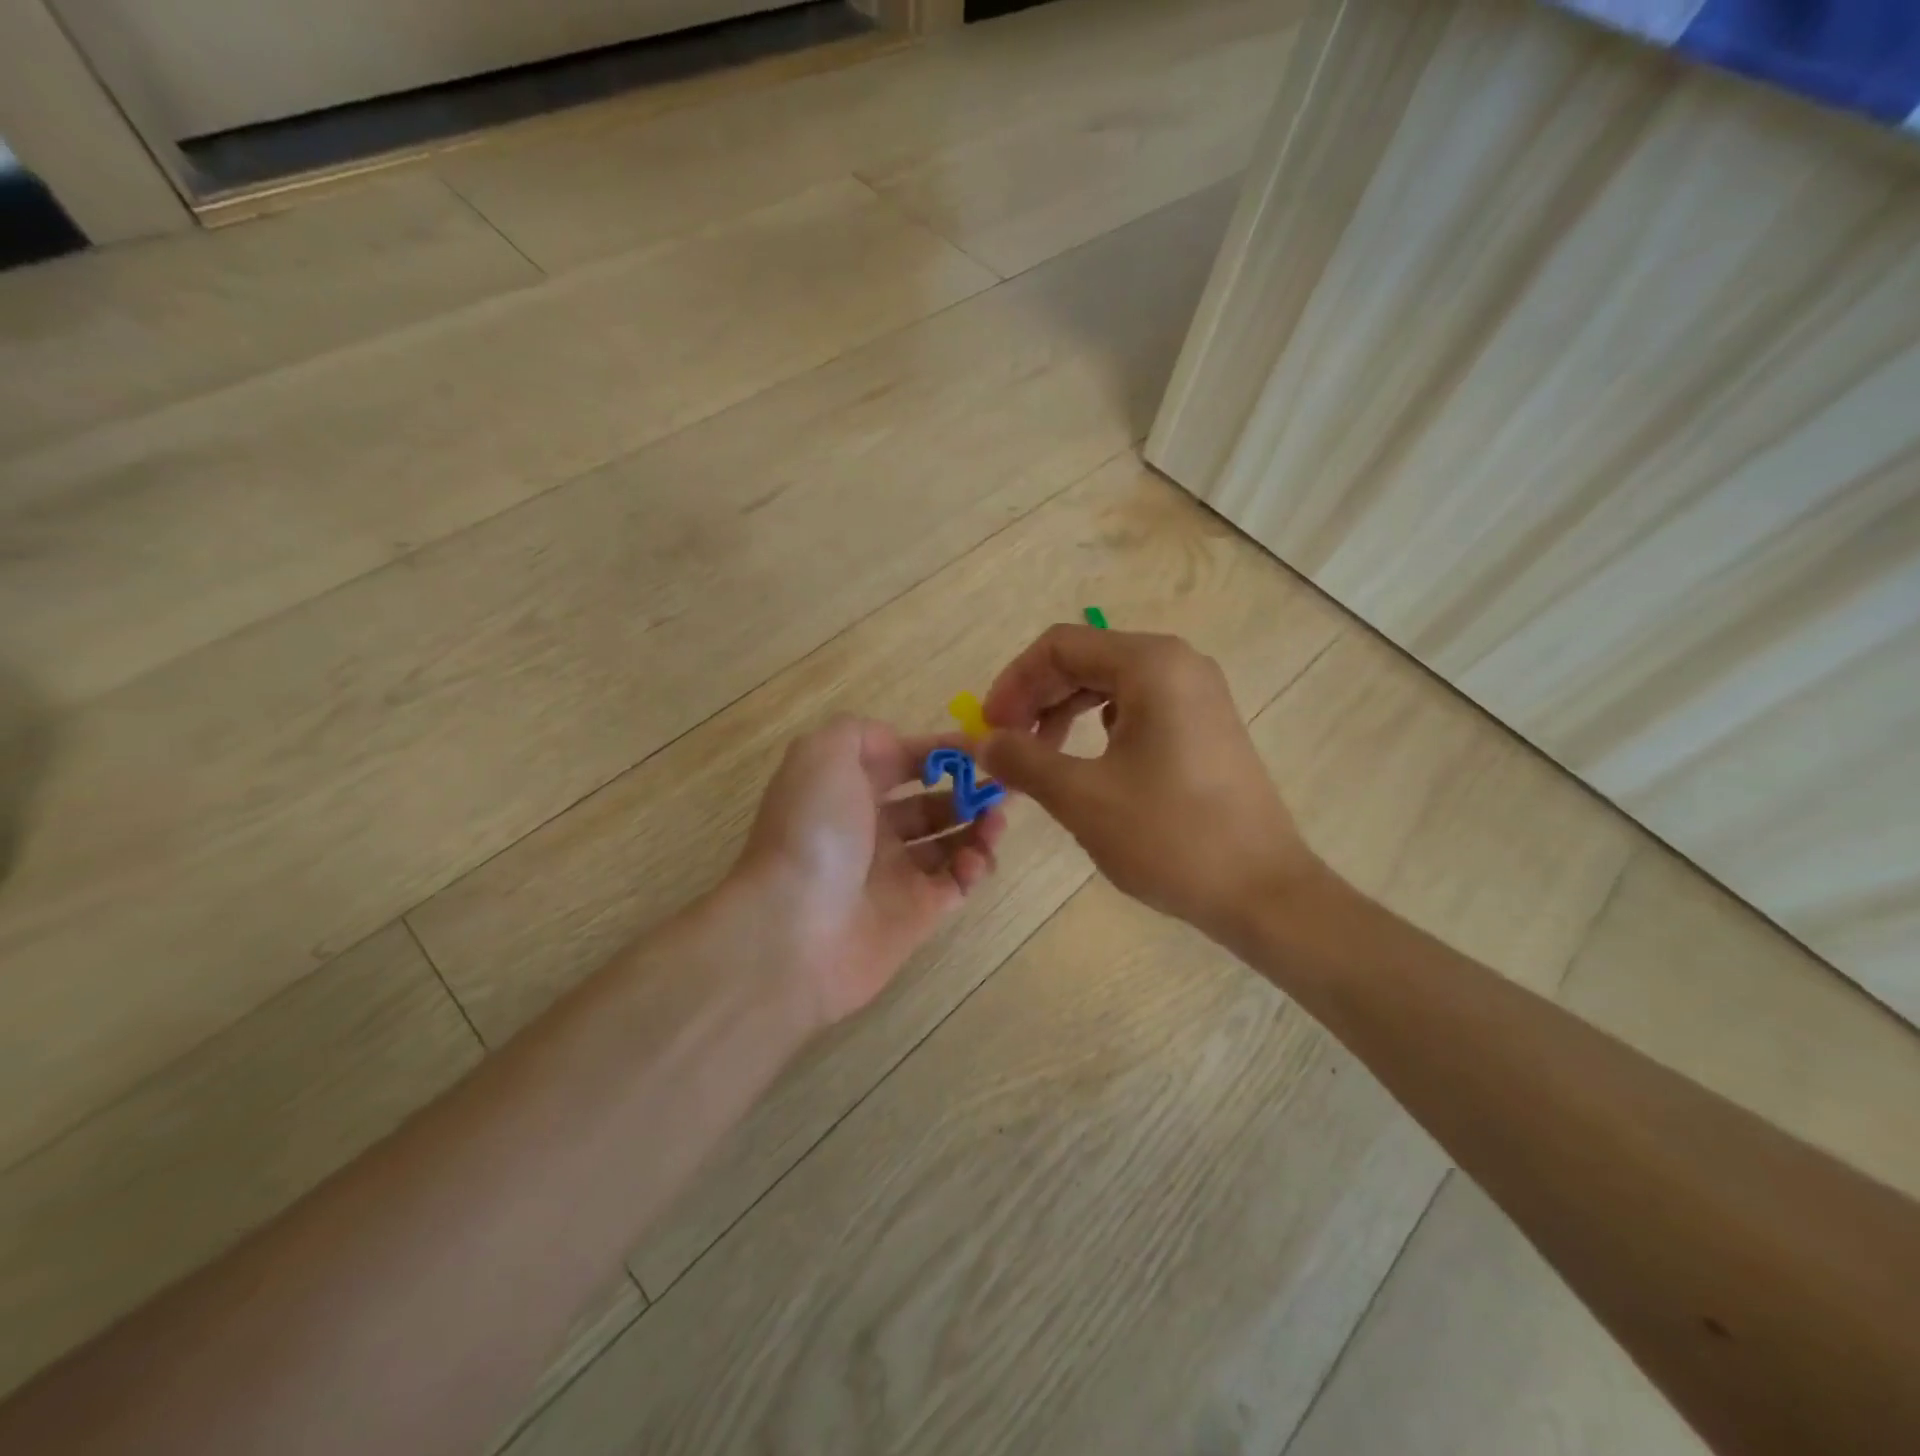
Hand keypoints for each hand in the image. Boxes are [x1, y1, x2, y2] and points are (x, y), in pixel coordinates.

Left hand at [735, 716, 1006, 1026]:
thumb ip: (861, 733)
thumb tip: (898, 745)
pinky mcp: (916, 915)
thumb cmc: (814, 832)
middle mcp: (870, 830)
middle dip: (967, 790)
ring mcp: (893, 874)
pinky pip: (955, 883)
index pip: (901, 762)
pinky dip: (974, 868)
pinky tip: (977, 859)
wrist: (794, 930)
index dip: (939, 751)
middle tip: (1002, 788)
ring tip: (996, 821)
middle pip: (930, 803)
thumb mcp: (823, 754)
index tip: (981, 747)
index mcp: (846, 791)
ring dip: (978, 826)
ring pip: (949, 842)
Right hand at [980, 625, 1319, 945]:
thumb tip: (981, 742)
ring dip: (1063, 712)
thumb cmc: (1170, 837)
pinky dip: (1098, 727)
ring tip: (1039, 757)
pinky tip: (1086, 762)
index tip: (989, 728)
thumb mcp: (1082, 798)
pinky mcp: (1204, 725)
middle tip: (1006, 744)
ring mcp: (1197, 694)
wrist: (1263, 891)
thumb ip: (1023, 760)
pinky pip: (1136, 707)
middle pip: (1085, 660)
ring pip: (1109, 684)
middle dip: (1036, 698)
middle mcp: (1178, 664)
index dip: (1014, 682)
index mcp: (1151, 664)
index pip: (1060, 646)